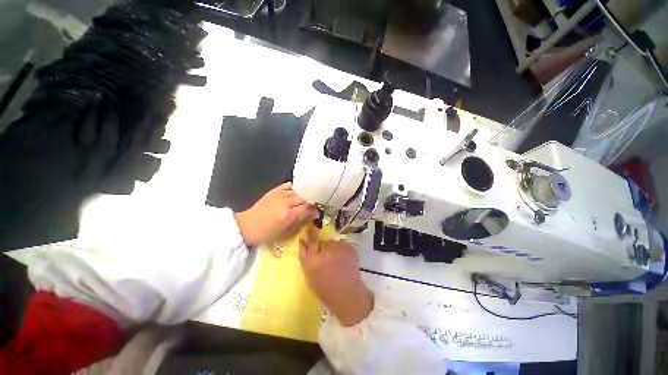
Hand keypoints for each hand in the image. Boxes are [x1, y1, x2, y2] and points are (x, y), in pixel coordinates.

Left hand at [234, 182, 316, 245]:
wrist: (248, 226)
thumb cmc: (267, 233)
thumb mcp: (286, 233)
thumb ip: (301, 223)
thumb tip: (312, 216)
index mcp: (289, 215)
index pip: (308, 208)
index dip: (314, 210)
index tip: (316, 212)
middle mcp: (286, 202)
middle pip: (304, 199)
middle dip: (310, 203)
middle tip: (311, 207)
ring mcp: (280, 195)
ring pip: (298, 192)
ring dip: (303, 196)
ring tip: (304, 200)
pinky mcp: (275, 190)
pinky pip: (289, 185)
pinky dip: (294, 188)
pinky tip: (296, 192)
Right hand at [299, 226, 373, 326]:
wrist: (347, 294)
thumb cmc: (324, 288)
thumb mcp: (309, 274)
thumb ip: (304, 255)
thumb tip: (302, 240)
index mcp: (313, 259)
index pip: (311, 240)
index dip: (311, 233)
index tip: (312, 227)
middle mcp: (326, 251)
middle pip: (324, 242)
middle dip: (325, 247)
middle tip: (328, 259)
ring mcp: (340, 248)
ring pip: (335, 243)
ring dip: (335, 248)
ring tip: (338, 261)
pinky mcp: (350, 248)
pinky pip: (344, 244)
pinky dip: (343, 250)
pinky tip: (345, 260)